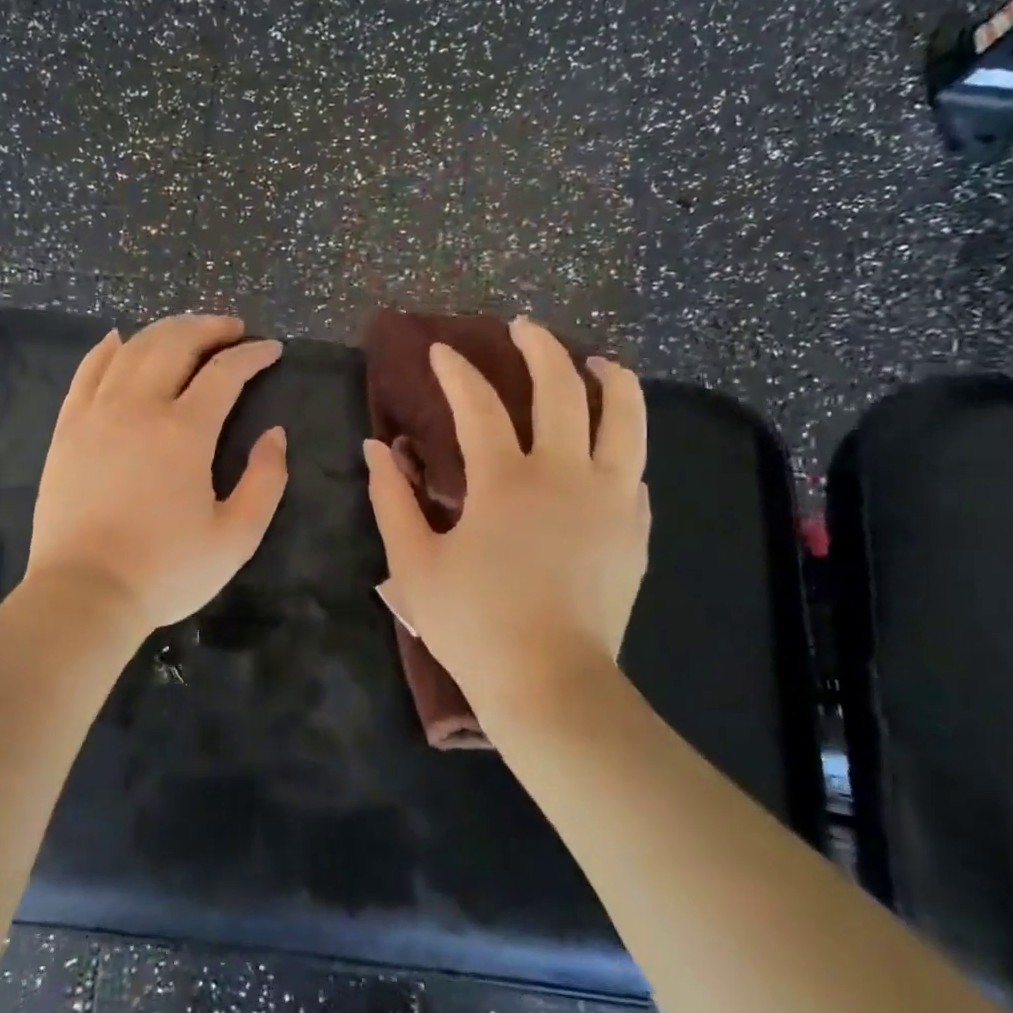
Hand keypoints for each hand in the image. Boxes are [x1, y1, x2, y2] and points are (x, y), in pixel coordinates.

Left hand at [26, 315, 288, 631]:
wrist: (85, 593)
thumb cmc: (166, 570)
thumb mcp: (236, 537)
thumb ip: (266, 480)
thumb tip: (275, 433)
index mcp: (184, 431)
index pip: (225, 372)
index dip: (253, 355)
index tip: (272, 349)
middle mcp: (138, 407)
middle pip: (176, 343)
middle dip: (210, 328)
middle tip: (233, 329)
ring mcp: (96, 413)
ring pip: (132, 349)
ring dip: (165, 330)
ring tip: (188, 331)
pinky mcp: (68, 427)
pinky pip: (88, 370)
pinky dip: (109, 348)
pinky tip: (121, 340)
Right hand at [363, 318, 650, 735]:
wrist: (551, 685)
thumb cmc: (473, 625)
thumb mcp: (414, 563)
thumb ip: (392, 499)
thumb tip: (378, 448)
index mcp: (505, 481)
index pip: (478, 404)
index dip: (456, 371)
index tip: (440, 349)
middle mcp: (564, 474)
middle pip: (562, 389)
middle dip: (541, 348)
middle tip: (523, 327)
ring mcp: (609, 499)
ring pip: (625, 418)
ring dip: (611, 380)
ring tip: (597, 362)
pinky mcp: (633, 529)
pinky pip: (634, 468)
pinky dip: (624, 441)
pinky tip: (612, 441)